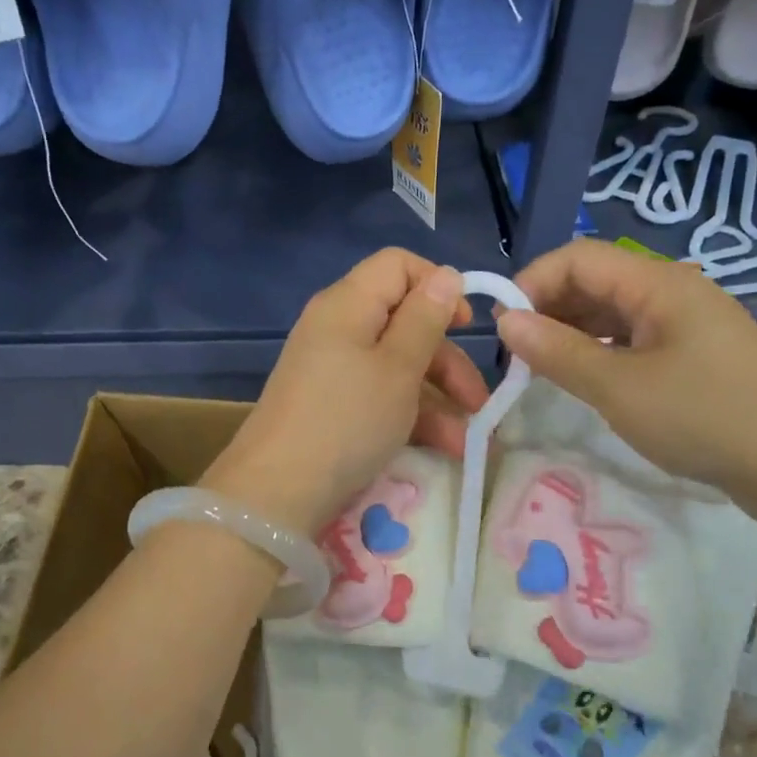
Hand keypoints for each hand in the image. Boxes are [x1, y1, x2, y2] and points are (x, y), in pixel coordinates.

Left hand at [206, 249, 488, 537]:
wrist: (277, 491)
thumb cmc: (346, 420)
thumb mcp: (398, 369)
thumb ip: (425, 319)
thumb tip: (446, 274)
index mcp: (348, 303)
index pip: (397, 265)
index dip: (437, 285)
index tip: (466, 325)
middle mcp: (337, 326)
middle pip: (403, 318)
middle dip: (447, 357)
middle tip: (479, 400)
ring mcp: (331, 366)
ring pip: (396, 362)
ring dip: (437, 395)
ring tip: (469, 440)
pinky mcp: (331, 402)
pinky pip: (378, 392)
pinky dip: (410, 413)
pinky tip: (444, 447)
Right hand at [495, 239, 756, 518]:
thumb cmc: (706, 417)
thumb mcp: (618, 388)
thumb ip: (557, 351)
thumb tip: (506, 321)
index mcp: (657, 284)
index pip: (577, 257)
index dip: (533, 282)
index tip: (505, 328)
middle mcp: (672, 292)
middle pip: (594, 281)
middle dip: (549, 309)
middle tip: (518, 355)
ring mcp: (688, 324)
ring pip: (612, 313)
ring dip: (572, 333)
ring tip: (543, 370)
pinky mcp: (697, 356)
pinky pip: (634, 339)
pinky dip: (600, 352)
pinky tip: (587, 380)